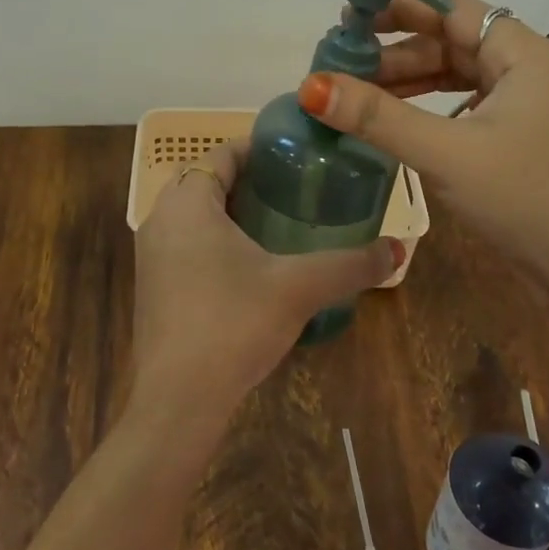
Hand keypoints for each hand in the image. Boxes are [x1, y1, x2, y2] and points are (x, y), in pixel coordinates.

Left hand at [129, 138, 400, 433]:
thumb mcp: (298, 288)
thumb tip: (398, 249)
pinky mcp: (152, 286)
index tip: (296, 158)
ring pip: (192, 215)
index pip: (221, 154)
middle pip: (205, 181)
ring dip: (229, 212)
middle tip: (293, 191)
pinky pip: (184, 245)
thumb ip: (350, 264)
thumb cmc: (233, 324)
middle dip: (247, 180)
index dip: (259, 150)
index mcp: (188, 202)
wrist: (179, 399)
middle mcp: (160, 219)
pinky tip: (249, 267)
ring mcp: (150, 255)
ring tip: (278, 224)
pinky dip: (213, 241)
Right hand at [297, 0, 548, 352]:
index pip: (452, 9)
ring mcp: (530, 103)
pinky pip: (468, 104)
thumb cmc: (525, 199)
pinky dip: (431, 107)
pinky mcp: (524, 134)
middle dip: (397, 51)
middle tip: (341, 66)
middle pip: (453, 41)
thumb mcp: (446, 154)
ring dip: (411, 81)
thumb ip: (378, 117)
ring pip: (459, 74)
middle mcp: (530, 68)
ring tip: (359, 94)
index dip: (399, 8)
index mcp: (524, 54)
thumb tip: (311, 85)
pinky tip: (401, 121)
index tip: (348, 18)